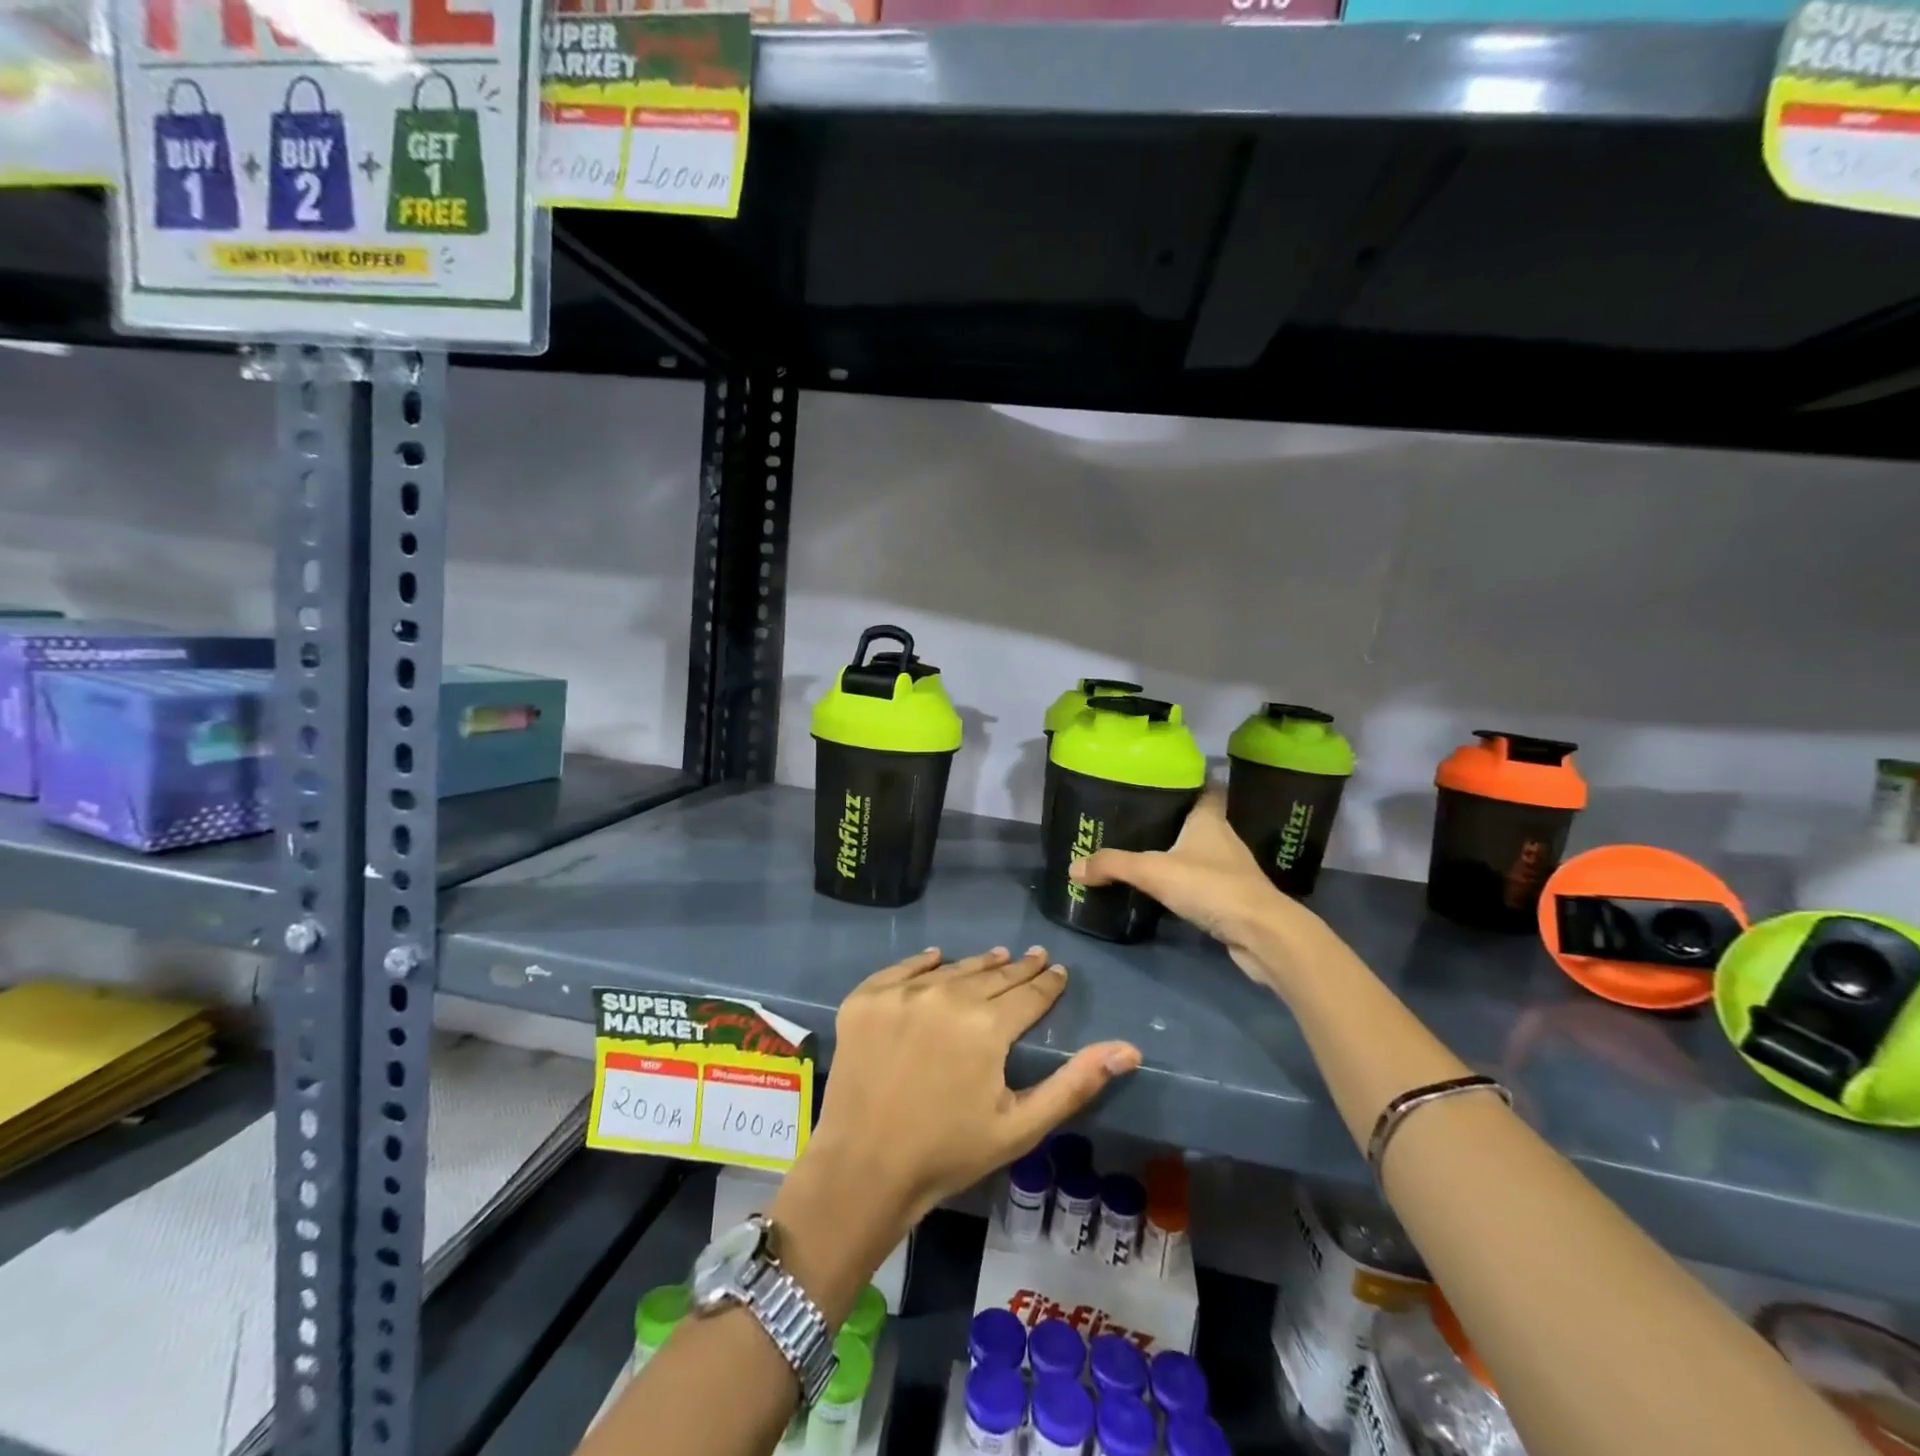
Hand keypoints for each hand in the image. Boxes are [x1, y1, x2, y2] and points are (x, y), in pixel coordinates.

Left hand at [802, 946, 1141, 1235]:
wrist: (863, 1168)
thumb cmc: (949, 1152)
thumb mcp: (1021, 1126)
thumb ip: (1075, 1083)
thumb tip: (1128, 1049)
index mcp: (987, 1025)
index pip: (1029, 994)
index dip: (1048, 983)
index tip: (1058, 971)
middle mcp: (946, 995)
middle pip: (993, 975)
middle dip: (1018, 969)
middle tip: (1034, 957)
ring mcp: (901, 993)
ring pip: (952, 969)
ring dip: (978, 965)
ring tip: (997, 957)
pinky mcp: (865, 998)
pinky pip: (902, 969)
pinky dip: (923, 963)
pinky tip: (937, 957)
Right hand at [1070, 789, 1298, 980]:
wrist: (1262, 934)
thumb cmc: (1211, 886)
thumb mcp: (1153, 871)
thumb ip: (1113, 865)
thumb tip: (1073, 867)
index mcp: (1209, 820)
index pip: (1205, 789)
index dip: (1189, 782)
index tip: (1164, 780)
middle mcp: (1224, 839)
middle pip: (1199, 821)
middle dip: (1174, 820)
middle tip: (1139, 820)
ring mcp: (1233, 871)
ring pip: (1202, 853)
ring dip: (1181, 854)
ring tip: (1146, 854)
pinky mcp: (1235, 900)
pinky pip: (1205, 884)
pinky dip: (1188, 884)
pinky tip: (1167, 891)